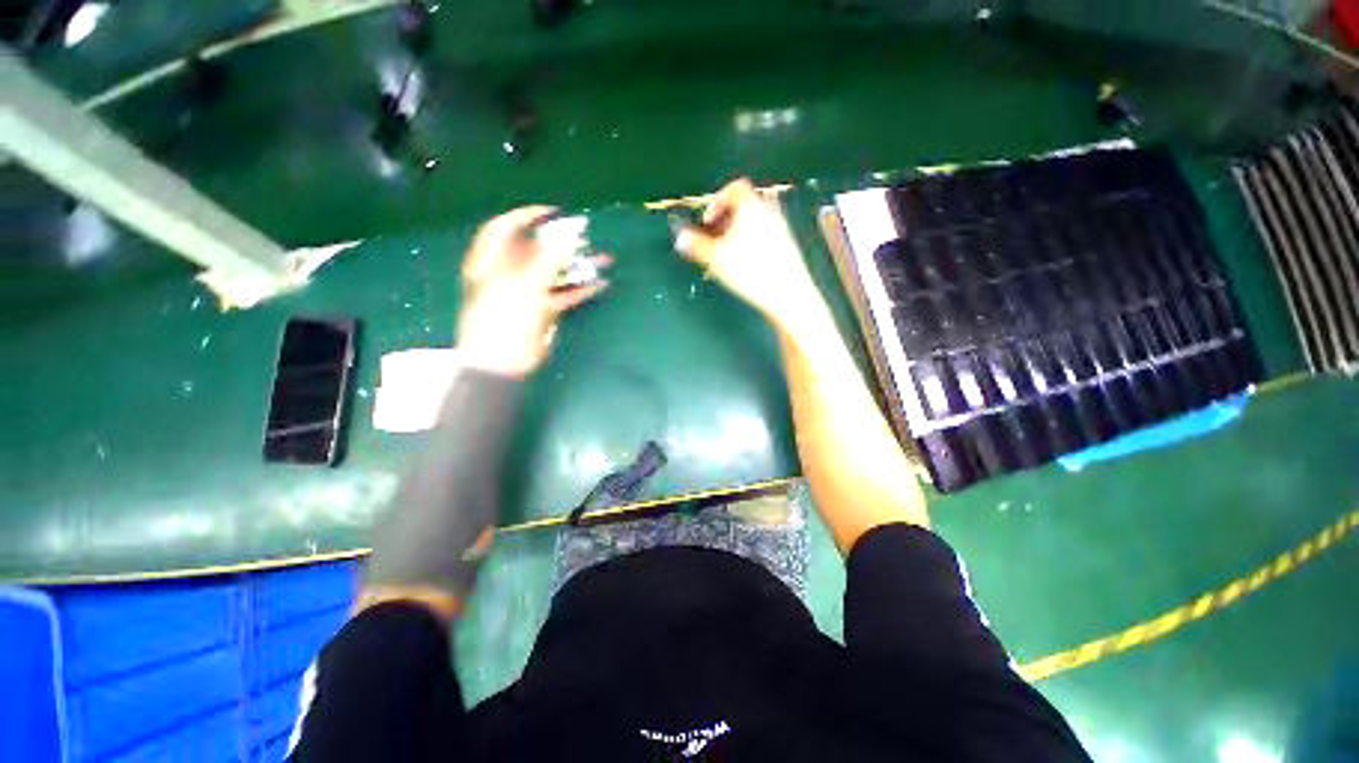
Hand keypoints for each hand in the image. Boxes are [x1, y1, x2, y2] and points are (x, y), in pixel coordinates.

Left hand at [457, 206, 609, 376]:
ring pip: (555, 272)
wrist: (504, 361)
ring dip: (578, 266)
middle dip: (563, 242)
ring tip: (603, 259)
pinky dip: (581, 289)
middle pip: (536, 249)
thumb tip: (570, 231)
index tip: (556, 213)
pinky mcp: (544, 309)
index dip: (529, 216)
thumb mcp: (524, 282)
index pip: (507, 227)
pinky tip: (600, 284)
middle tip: (586, 237)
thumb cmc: (505, 317)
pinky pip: (564, 293)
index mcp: (492, 260)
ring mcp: (528, 291)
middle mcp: (509, 272)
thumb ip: (548, 256)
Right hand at [674, 178, 825, 329]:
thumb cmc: (750, 271)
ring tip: (728, 253)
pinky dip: (752, 241)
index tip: (708, 221)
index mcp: (751, 206)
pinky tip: (746, 264)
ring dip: (738, 232)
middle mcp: (769, 211)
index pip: (735, 188)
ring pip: (755, 221)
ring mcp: (781, 228)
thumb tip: (680, 238)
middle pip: (745, 205)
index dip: (718, 201)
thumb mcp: (716, 258)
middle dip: (726, 219)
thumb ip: (696, 245)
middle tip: (715, 238)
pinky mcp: (788, 246)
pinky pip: (765, 235)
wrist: (787, 293)